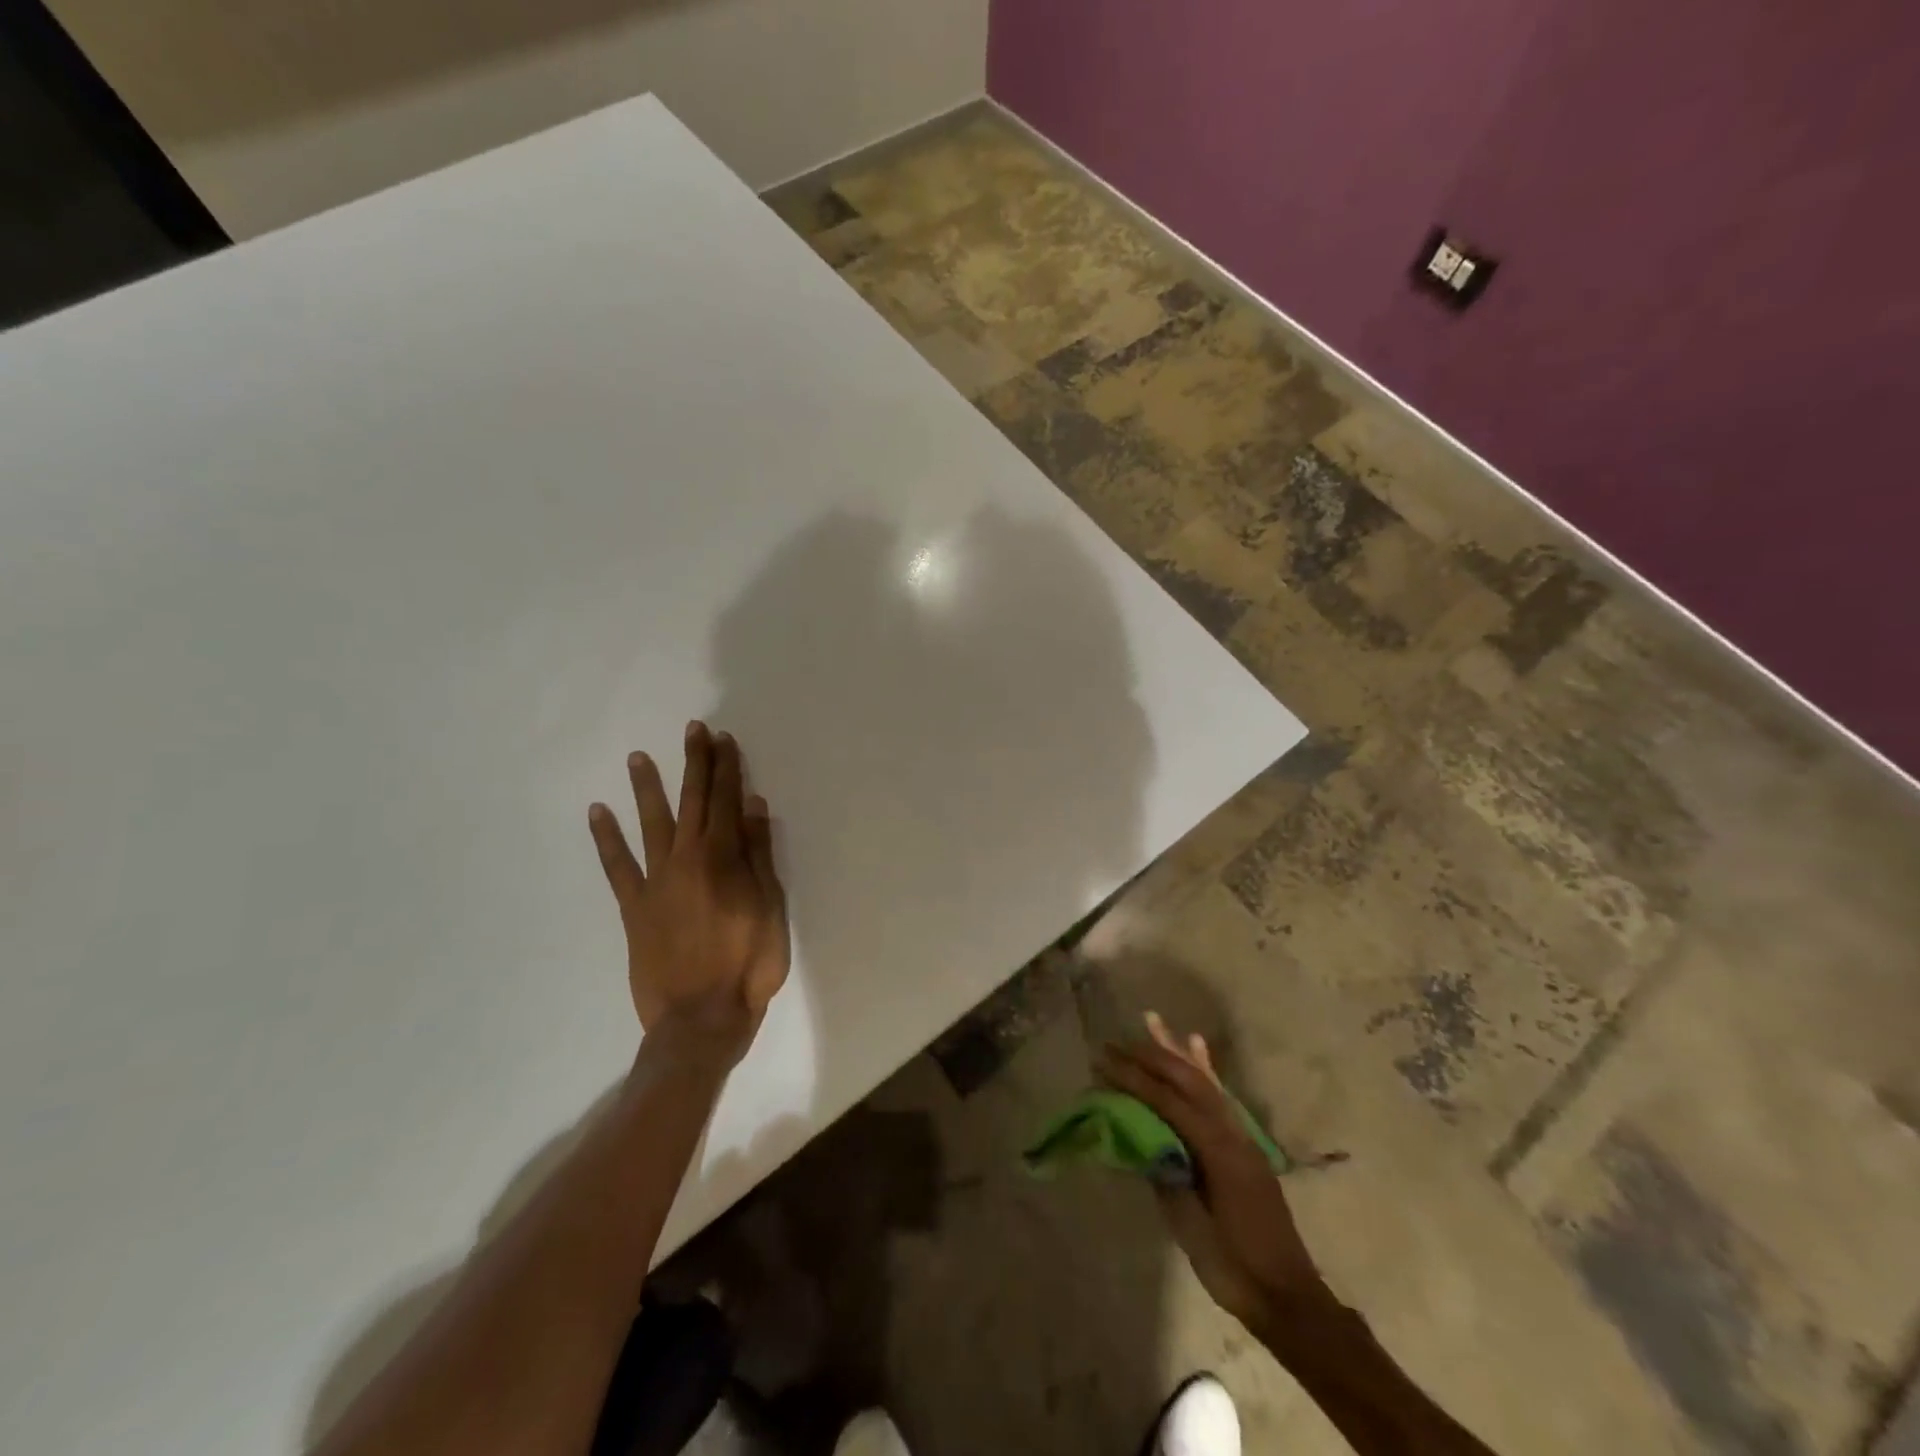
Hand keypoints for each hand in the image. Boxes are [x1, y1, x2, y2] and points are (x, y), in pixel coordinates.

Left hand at [587, 722, 790, 1053]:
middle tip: (694, 731)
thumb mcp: (771, 908)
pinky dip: (606, 839)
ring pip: (652, 824)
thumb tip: (753, 807)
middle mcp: (687, 860)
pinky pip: (617, 866)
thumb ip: (759, 856)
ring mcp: (656, 882)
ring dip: (647, 788)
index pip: (727, 801)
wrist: (701, 1018)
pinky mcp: (634, 907)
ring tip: (638, 757)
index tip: (724, 740)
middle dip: (695, 764)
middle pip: (693, 802)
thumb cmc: (749, 964)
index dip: (727, 769)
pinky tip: (598, 812)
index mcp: (724, 859)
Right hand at [1099, 1013, 1326, 1330]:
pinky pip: (1220, 1097)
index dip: (1133, 1079)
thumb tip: (1141, 1140)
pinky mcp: (1244, 1144)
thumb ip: (1166, 1177)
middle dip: (1149, 1056)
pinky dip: (1205, 1069)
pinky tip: (1196, 1047)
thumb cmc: (1236, 1268)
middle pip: (1186, 1080)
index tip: (1103, 1063)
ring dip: (1175, 1051)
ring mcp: (1241, 1135)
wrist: (1290, 1298)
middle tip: (1114, 1043)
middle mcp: (1231, 1131)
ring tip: (1153, 1021)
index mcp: (1217, 1150)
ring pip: (1204, 1080)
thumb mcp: (1190, 1228)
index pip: (1168, 1102)